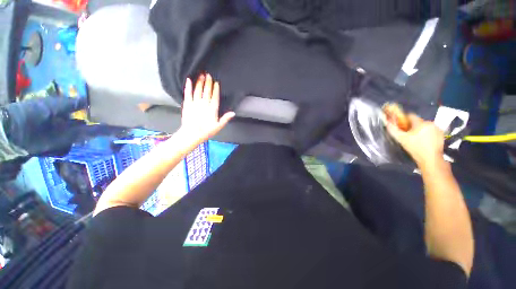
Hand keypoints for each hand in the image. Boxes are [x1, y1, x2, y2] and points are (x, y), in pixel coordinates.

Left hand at [178, 74, 234, 144]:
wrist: (192, 134)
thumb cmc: (206, 131)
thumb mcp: (218, 126)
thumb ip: (225, 118)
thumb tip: (233, 113)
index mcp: (212, 109)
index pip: (215, 97)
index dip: (215, 89)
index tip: (216, 82)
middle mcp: (204, 104)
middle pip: (207, 91)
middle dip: (208, 83)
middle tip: (208, 74)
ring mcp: (195, 103)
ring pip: (198, 90)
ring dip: (200, 82)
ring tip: (201, 75)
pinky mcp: (187, 104)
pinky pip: (188, 93)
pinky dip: (188, 86)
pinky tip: (189, 80)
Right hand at [386, 114, 444, 166]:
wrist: (431, 159)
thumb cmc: (415, 149)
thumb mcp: (401, 139)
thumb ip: (393, 130)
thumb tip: (387, 123)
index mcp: (421, 123)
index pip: (410, 116)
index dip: (403, 120)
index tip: (400, 126)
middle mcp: (431, 123)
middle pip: (418, 122)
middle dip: (412, 127)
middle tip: (407, 135)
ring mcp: (437, 129)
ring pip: (424, 126)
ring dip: (419, 130)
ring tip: (416, 139)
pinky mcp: (441, 135)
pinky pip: (431, 131)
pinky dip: (427, 134)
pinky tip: (423, 141)